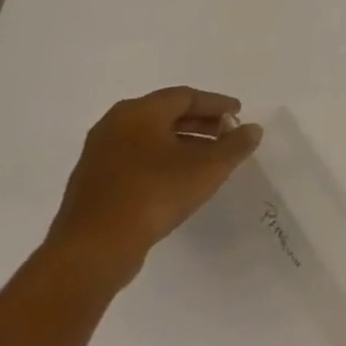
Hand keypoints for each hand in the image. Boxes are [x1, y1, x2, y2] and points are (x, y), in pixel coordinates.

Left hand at [46, 87, 261, 285]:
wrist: (94, 249)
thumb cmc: (155, 194)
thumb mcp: (209, 168)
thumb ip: (236, 145)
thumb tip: (252, 129)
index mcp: (138, 113)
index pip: (185, 96)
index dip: (216, 104)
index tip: (238, 114)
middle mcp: (114, 126)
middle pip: (165, 114)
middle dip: (200, 122)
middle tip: (227, 133)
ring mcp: (99, 155)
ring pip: (149, 137)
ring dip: (182, 142)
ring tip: (209, 158)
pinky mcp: (93, 182)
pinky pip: (135, 158)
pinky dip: (162, 159)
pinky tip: (180, 178)